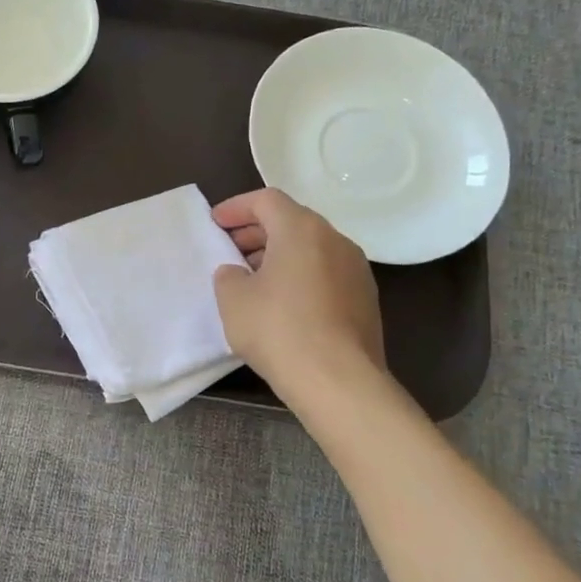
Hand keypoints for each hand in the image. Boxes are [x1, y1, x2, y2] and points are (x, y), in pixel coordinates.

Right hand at [211, 189, 385, 383]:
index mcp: (301, 229)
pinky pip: (326, 273)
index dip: (236, 208)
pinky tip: (283, 304)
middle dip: (257, 231)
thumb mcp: (233, 299)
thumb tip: (238, 272)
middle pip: (292, 221)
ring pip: (311, 248)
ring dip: (280, 255)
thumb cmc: (278, 329)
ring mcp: (356, 270)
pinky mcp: (365, 299)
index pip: (266, 200)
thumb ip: (228, 275)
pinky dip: (301, 276)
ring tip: (253, 278)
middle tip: (230, 249)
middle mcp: (335, 240)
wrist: (338, 380)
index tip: (215, 223)